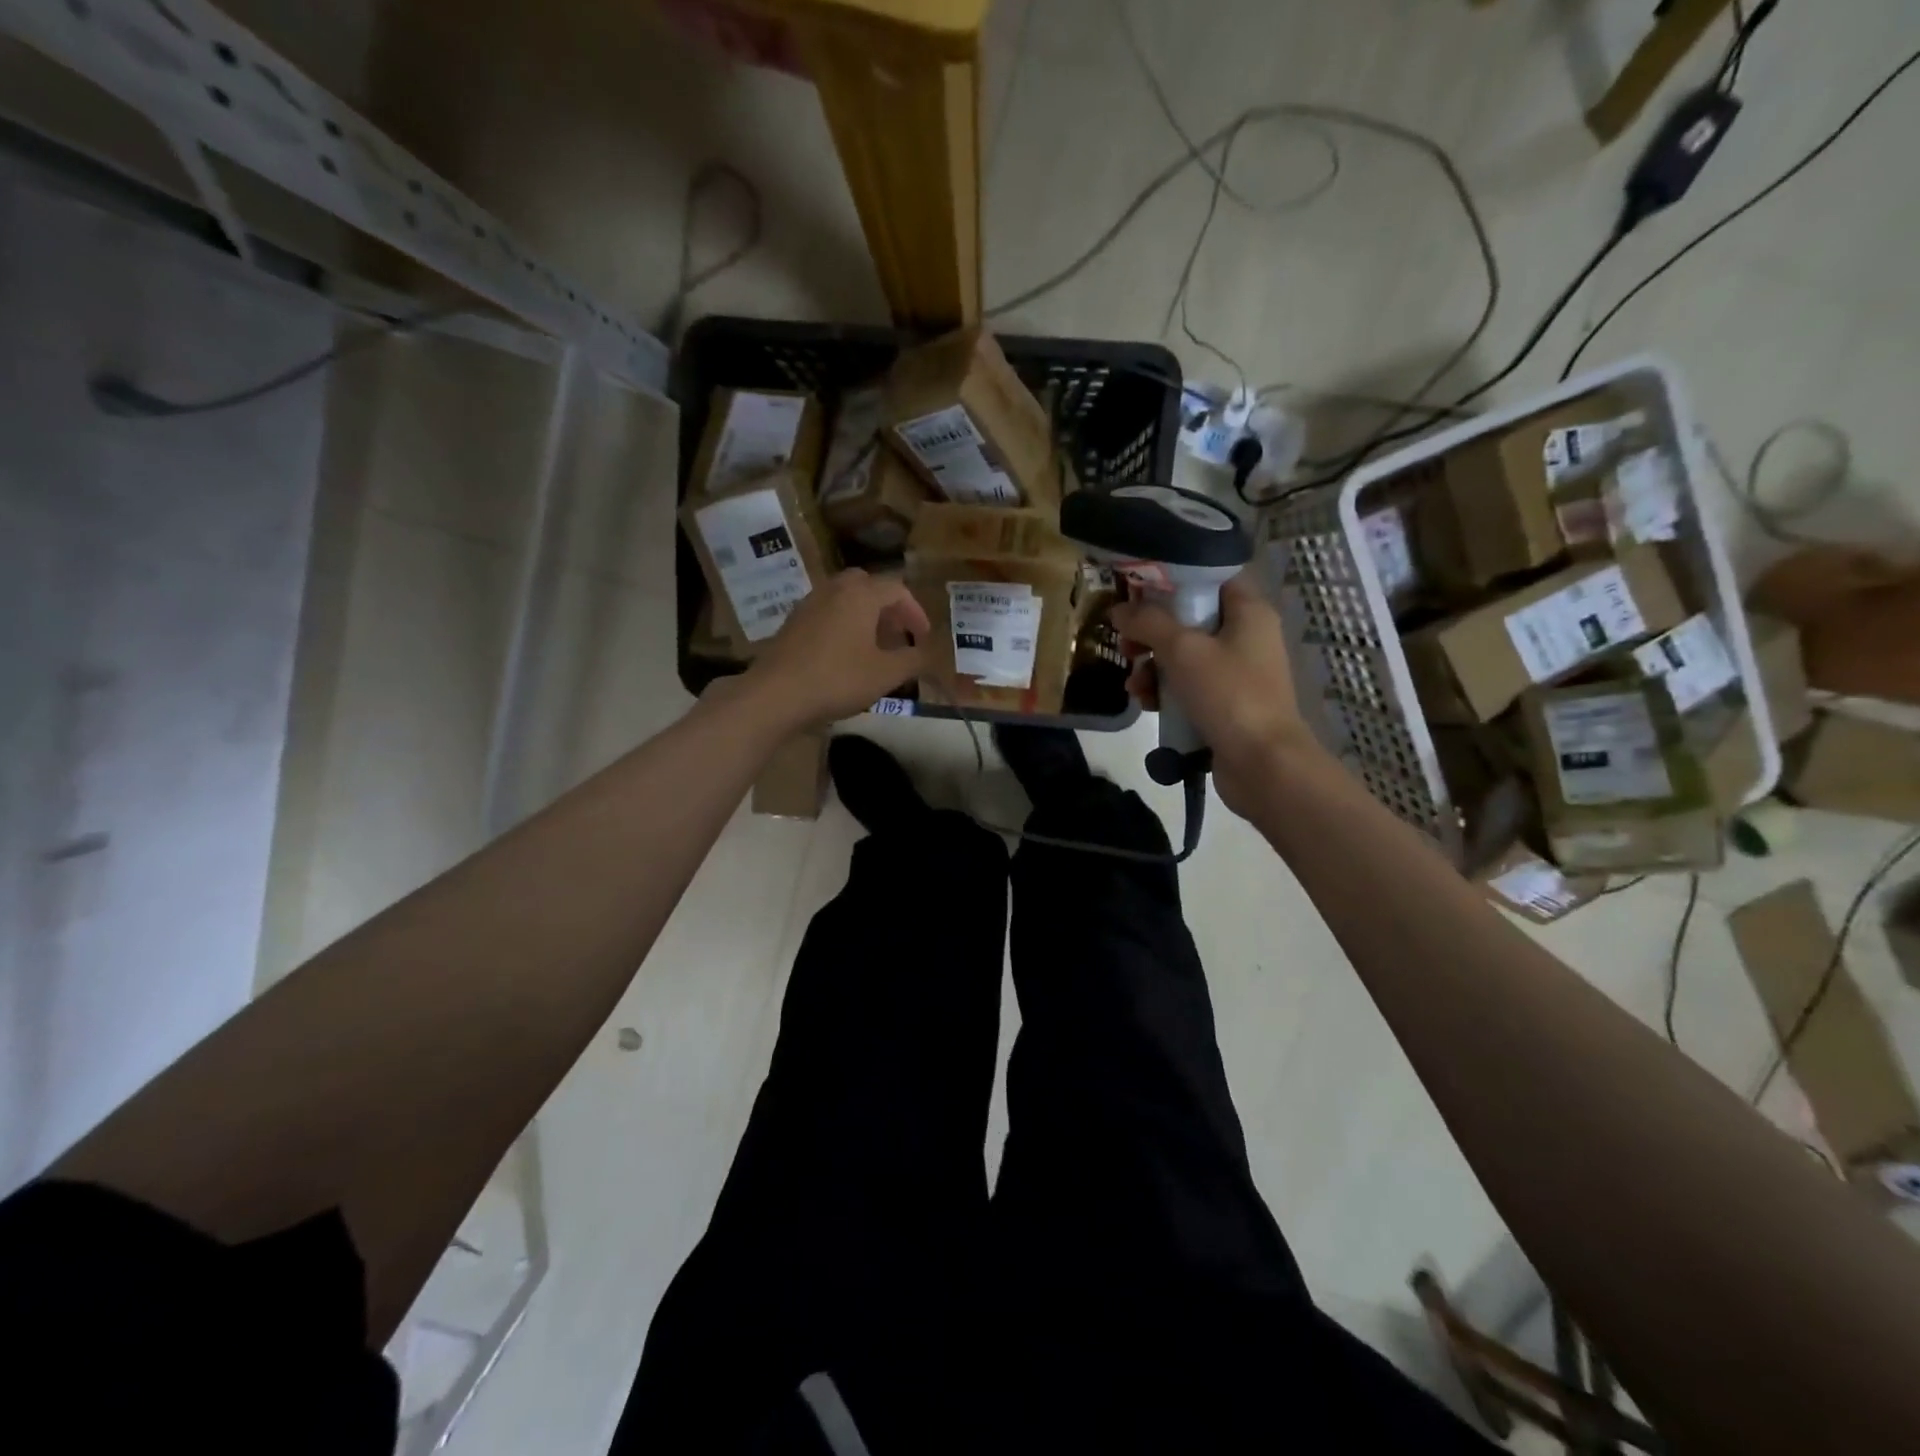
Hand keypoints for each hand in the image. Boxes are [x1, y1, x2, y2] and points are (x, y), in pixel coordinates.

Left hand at [744, 569, 928, 730]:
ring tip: (874, 645)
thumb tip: (926, 653)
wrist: (775, 694)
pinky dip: (843, 623)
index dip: (915, 612)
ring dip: (864, 614)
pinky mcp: (792, 623)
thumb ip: (912, 659)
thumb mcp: (886, 674)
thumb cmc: (838, 679)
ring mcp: (808, 604)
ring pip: (844, 597)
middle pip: (867, 585)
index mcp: (860, 595)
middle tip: (898, 633)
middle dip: (887, 606)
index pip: (897, 589)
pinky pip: (826, 612)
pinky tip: (844, 653)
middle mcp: (834, 589)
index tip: (923, 637)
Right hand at [1109, 573, 1317, 815]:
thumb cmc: (1228, 694)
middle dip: (1151, 634)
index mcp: (1248, 612)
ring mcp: (1236, 673)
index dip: (1171, 581)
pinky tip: (1147, 703)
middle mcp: (1246, 637)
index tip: (1135, 592)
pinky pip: (1188, 686)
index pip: (1209, 578)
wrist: (1263, 763)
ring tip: (1134, 685)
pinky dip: (1165, 691)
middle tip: (1126, 646)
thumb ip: (1147, 623)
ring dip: (1152, 667)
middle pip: (1189, 620)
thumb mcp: (1183, 650)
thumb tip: (1119, 610)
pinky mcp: (1225, 704)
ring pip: (1183, 657)